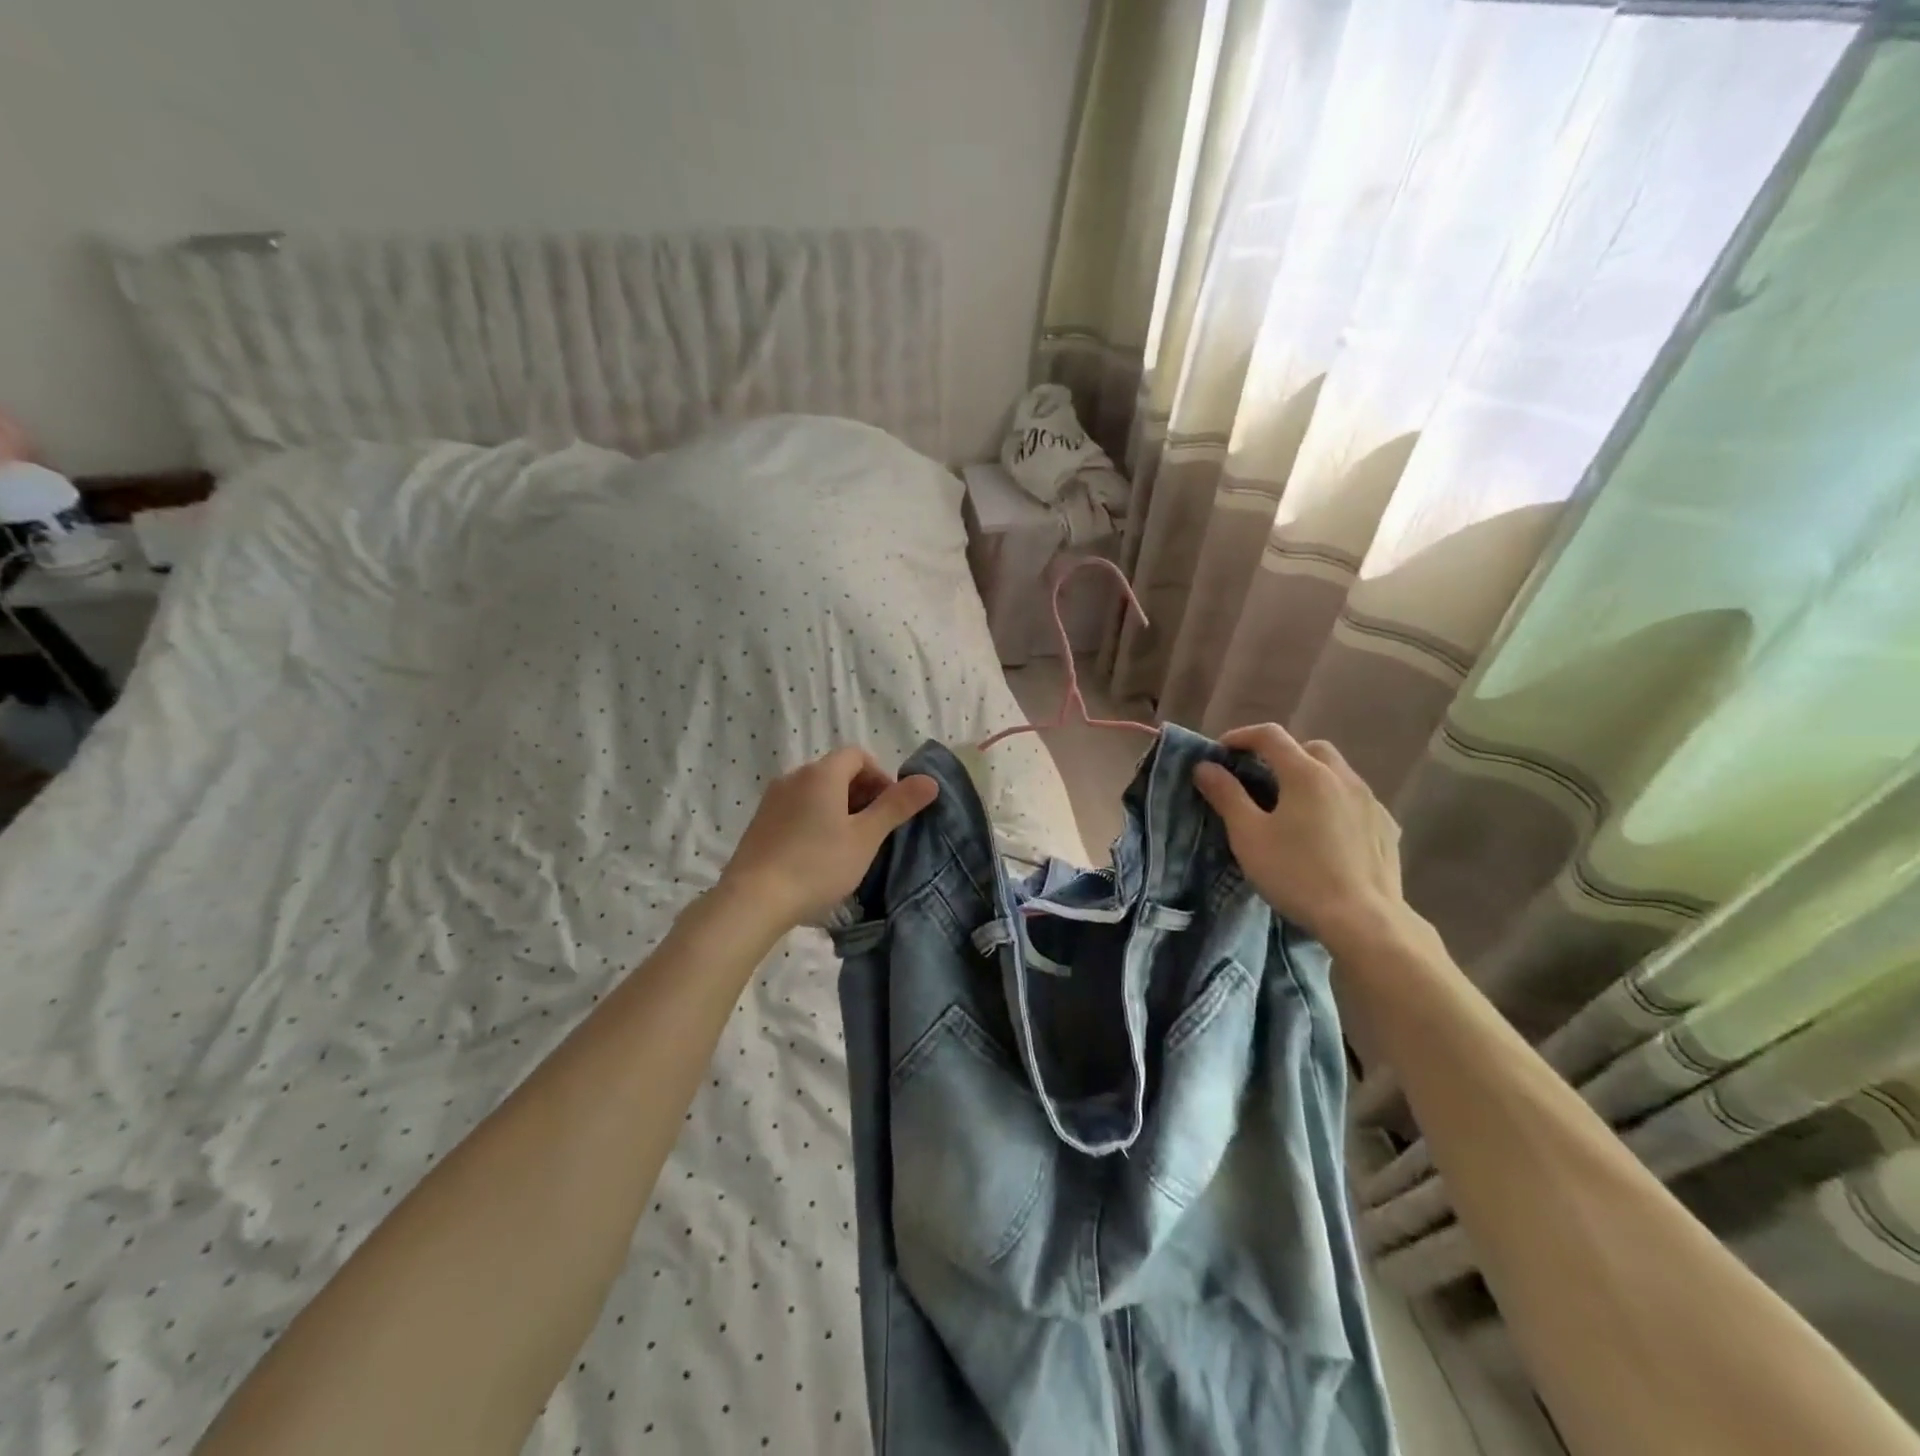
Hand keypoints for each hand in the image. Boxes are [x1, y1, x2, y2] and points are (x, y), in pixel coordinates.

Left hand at [718, 747, 938, 929]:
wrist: (753, 899)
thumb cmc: (817, 865)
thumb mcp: (865, 838)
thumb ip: (897, 806)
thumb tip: (930, 780)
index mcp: (822, 773)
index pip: (858, 755)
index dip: (880, 777)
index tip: (889, 810)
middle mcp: (795, 776)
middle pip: (837, 771)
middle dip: (862, 793)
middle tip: (873, 831)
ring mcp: (773, 798)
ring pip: (816, 791)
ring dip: (839, 808)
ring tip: (848, 845)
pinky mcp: (760, 821)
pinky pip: (797, 808)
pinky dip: (815, 819)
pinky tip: (818, 854)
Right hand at [1192, 723, 1410, 955]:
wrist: (1364, 920)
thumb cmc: (1297, 873)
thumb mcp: (1249, 836)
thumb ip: (1226, 795)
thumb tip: (1206, 767)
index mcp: (1306, 773)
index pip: (1271, 736)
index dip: (1241, 737)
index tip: (1221, 752)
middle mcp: (1343, 777)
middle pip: (1310, 748)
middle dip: (1281, 755)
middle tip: (1259, 779)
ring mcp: (1371, 802)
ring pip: (1337, 773)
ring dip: (1311, 777)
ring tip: (1291, 808)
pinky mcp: (1387, 828)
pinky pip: (1355, 801)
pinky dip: (1335, 803)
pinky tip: (1325, 833)